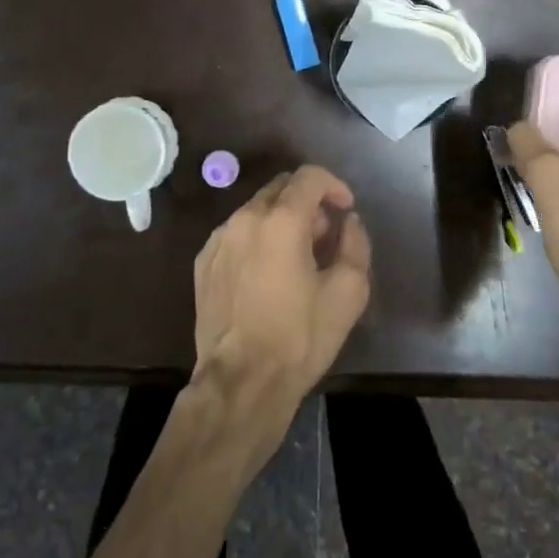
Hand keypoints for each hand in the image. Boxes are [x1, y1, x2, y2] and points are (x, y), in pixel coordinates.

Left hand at [192, 165, 372, 436]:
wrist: (241, 380)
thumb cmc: (299, 336)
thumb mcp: (348, 293)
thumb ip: (355, 244)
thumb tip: (348, 222)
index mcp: (281, 220)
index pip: (309, 177)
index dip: (334, 185)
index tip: (346, 209)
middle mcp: (244, 219)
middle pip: (280, 188)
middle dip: (308, 202)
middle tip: (324, 237)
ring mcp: (218, 240)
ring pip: (256, 210)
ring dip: (281, 221)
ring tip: (296, 259)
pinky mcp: (203, 262)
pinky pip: (236, 234)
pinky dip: (257, 239)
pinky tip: (266, 274)